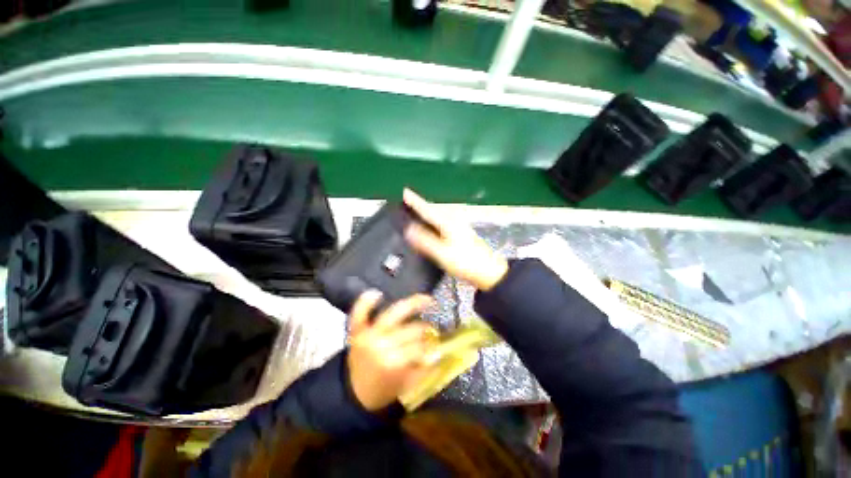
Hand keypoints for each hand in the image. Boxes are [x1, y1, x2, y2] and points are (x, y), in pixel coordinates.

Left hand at [347, 290, 438, 411]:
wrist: (354, 395)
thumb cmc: (383, 389)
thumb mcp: (406, 384)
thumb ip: (424, 369)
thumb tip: (438, 352)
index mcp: (393, 363)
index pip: (418, 348)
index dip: (430, 348)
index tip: (438, 347)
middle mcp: (381, 345)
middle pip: (410, 329)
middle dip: (424, 328)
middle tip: (432, 328)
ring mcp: (368, 335)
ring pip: (394, 313)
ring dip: (413, 304)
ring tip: (426, 300)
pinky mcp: (356, 332)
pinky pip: (359, 313)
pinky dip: (366, 302)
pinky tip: (377, 293)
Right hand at [403, 188, 508, 290]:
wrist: (489, 272)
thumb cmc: (466, 261)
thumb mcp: (442, 252)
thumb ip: (425, 241)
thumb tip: (409, 229)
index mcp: (448, 223)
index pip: (427, 209)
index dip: (415, 201)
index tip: (404, 191)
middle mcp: (453, 221)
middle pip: (433, 210)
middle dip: (420, 206)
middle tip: (407, 201)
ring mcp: (459, 228)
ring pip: (438, 217)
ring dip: (427, 214)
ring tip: (415, 213)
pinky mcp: (461, 235)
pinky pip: (442, 225)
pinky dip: (433, 223)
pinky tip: (431, 229)